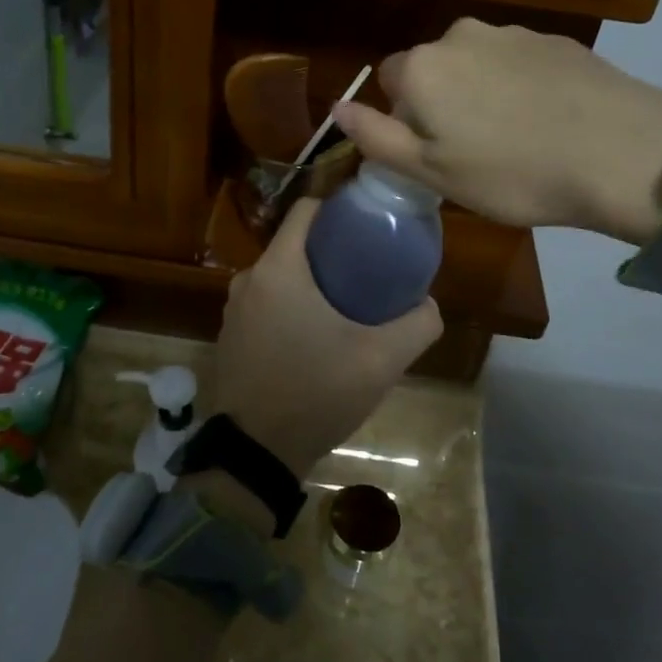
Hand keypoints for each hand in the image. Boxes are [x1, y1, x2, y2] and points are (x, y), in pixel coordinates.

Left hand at [201, 198, 442, 480]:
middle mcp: (248, 279)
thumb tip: (430, 304)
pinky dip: (291, 305)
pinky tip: (317, 332)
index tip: (369, 220)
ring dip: (311, 280)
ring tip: (348, 299)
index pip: (306, 209)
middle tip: (369, 265)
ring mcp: (234, 309)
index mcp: (279, 269)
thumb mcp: (381, 360)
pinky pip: (266, 302)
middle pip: (296, 244)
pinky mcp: (231, 336)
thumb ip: (417, 324)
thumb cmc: (316, 393)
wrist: (256, 454)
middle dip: (331, 248)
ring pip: (281, 275)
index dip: (339, 207)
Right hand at [332, 18, 661, 244]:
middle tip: (474, 151)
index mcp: (423, 66)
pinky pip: (518, 63)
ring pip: (477, 64)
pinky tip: (550, 121)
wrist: (621, 152)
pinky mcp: (556, 39)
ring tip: (517, 138)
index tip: (436, 154)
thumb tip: (336, 107)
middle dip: (442, 103)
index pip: (388, 81)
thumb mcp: (432, 171)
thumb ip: (376, 137)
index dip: (406, 120)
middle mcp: (461, 34)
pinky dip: (521, 87)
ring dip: (482, 93)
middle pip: (433, 69)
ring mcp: (513, 32)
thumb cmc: (513, 173)